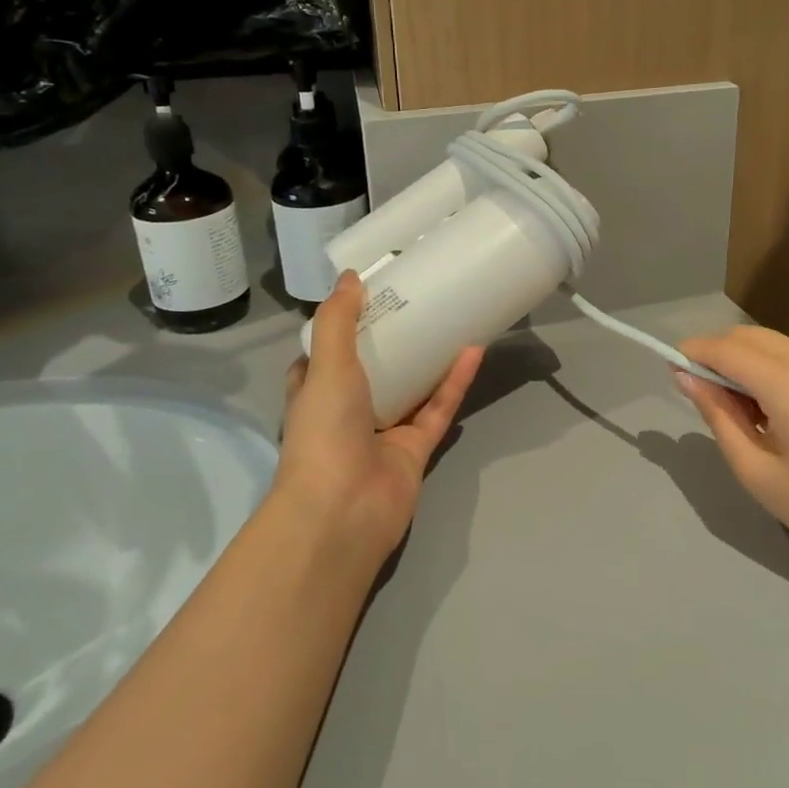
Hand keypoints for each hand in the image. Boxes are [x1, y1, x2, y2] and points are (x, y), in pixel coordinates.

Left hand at [276, 272, 482, 566]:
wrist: (343, 510)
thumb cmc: (325, 433)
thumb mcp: (326, 366)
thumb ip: (339, 321)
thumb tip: (350, 276)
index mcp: (315, 393)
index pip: (323, 355)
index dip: (341, 328)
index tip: (366, 297)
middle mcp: (347, 411)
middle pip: (372, 368)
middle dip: (392, 339)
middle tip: (418, 301)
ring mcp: (383, 431)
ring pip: (410, 387)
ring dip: (428, 358)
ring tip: (450, 319)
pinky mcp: (416, 448)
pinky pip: (438, 408)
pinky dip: (454, 382)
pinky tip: (473, 351)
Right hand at [675, 327, 788, 607]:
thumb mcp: (756, 471)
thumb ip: (717, 415)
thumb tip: (686, 376)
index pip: (730, 350)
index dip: (697, 351)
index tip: (676, 365)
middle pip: (755, 337)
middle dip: (724, 354)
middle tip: (709, 390)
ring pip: (783, 345)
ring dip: (756, 363)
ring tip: (756, 409)